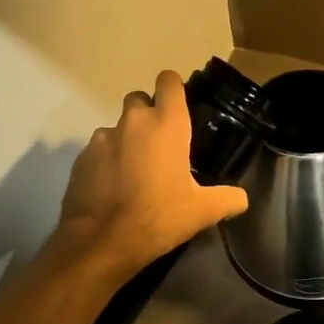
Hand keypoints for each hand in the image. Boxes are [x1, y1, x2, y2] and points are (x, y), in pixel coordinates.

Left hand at [52, 70, 249, 279]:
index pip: (169, 81)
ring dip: (127, 140)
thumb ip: (228, 199)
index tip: (180, 106)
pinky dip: (107, 161)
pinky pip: (98, 149)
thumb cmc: (158, 217)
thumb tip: (242, 199)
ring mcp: (102, 138)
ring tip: (135, 171)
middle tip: (160, 144)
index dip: (174, 88)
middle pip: (139, 99)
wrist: (101, 242)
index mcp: (166, 124)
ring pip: (117, 126)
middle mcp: (133, 122)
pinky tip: (114, 187)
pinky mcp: (81, 157)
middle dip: (149, 114)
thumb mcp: (202, 212)